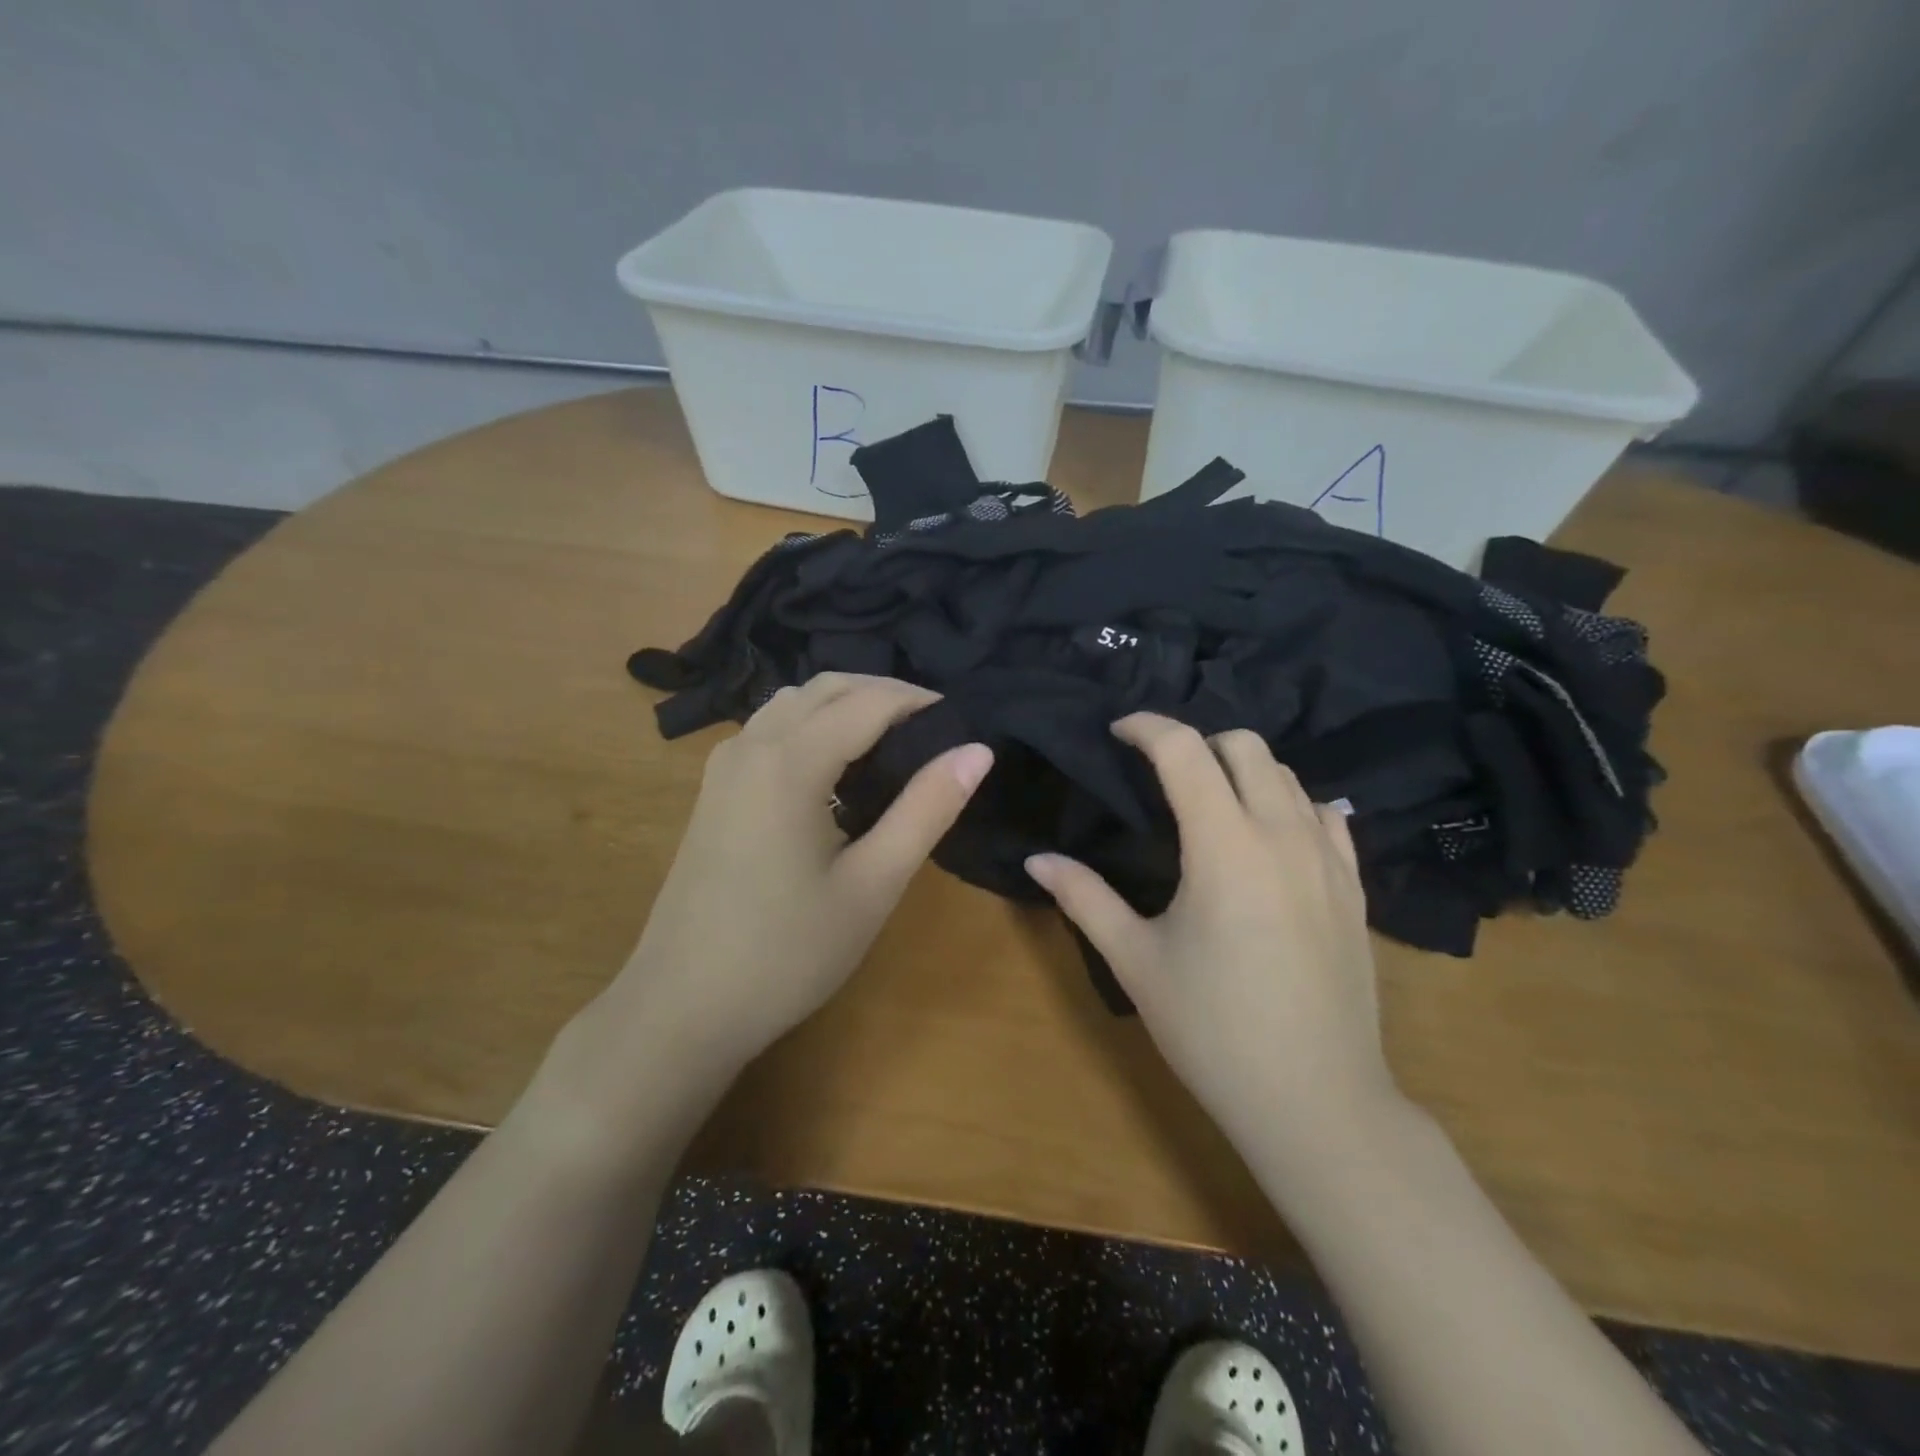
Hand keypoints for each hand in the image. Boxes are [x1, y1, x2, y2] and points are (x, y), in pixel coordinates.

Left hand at [611, 674, 991, 1074]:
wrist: (682, 1006)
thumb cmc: (787, 952)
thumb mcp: (873, 885)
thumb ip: (927, 809)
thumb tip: (978, 751)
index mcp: (790, 761)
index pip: (868, 701)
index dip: (920, 701)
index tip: (962, 721)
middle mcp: (751, 745)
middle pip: (827, 688)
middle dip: (884, 693)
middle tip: (934, 728)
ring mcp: (724, 764)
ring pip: (793, 702)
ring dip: (845, 703)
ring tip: (892, 741)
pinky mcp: (714, 788)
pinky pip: (770, 728)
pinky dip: (813, 723)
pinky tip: (836, 765)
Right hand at [1026, 713, 1401, 1171]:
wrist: (1317, 1102)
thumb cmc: (1213, 1030)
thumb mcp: (1136, 961)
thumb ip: (1084, 898)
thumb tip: (1036, 858)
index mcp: (1224, 844)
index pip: (1185, 749)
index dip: (1146, 727)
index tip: (1117, 733)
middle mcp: (1282, 834)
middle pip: (1245, 744)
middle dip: (1196, 741)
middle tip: (1158, 772)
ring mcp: (1328, 859)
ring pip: (1288, 775)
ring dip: (1242, 769)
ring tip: (1208, 801)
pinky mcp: (1354, 888)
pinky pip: (1325, 815)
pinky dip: (1289, 803)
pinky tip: (1266, 836)